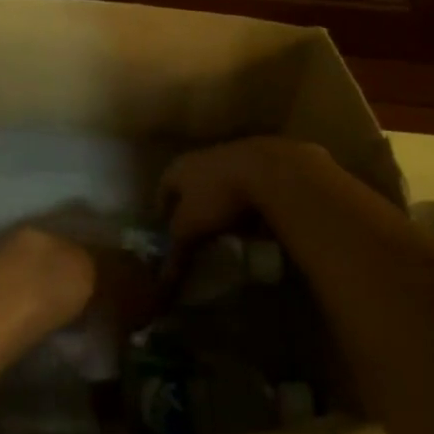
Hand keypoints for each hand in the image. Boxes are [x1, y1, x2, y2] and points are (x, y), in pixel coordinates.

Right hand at [159, 136, 327, 245]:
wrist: (271, 170)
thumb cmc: (217, 197)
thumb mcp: (190, 228)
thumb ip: (177, 250)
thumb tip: (164, 279)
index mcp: (178, 167)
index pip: (162, 189)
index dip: (163, 212)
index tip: (167, 231)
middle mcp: (201, 156)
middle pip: (192, 185)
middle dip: (193, 207)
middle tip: (196, 232)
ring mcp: (234, 155)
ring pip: (221, 184)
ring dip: (221, 203)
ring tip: (227, 229)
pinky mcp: (262, 162)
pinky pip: (248, 186)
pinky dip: (247, 202)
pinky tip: (255, 220)